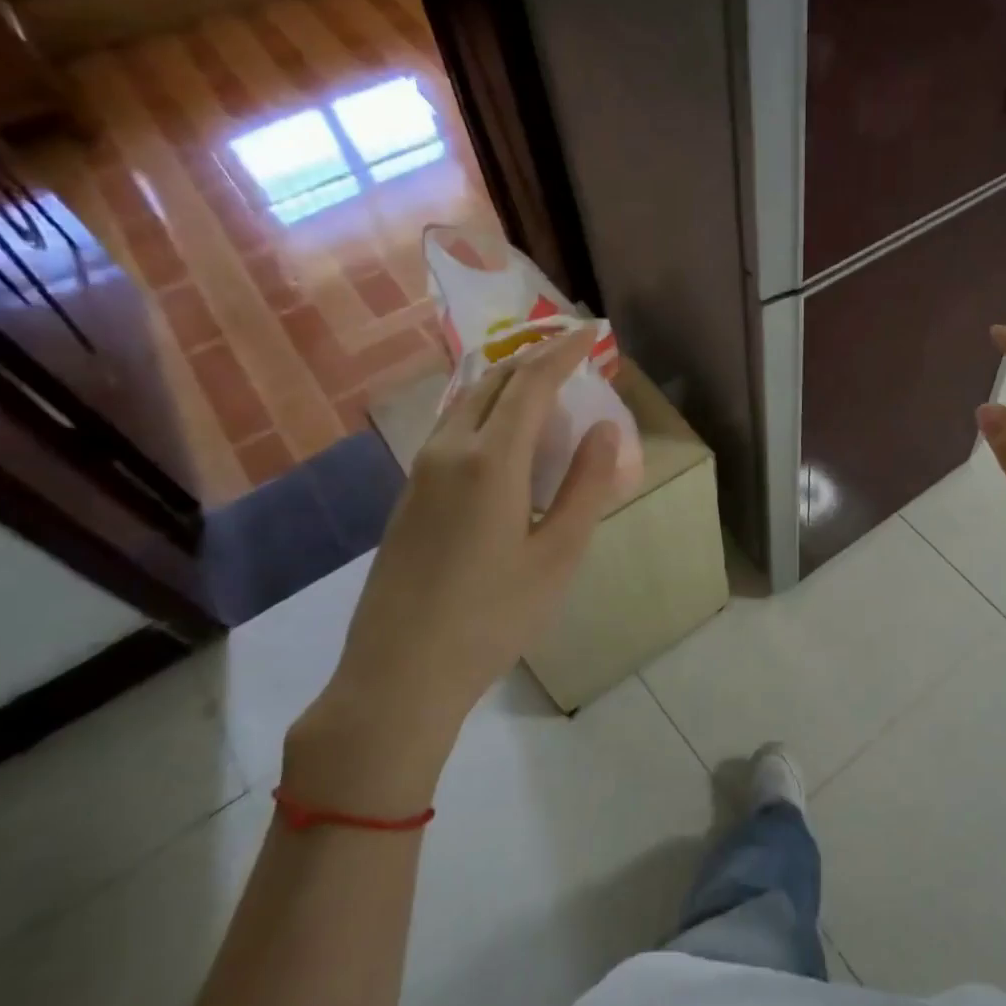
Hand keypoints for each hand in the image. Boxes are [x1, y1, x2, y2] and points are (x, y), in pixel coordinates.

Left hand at [284, 326, 620, 813]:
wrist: (399, 673)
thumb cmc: (494, 616)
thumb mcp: (558, 554)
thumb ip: (586, 486)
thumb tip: (607, 429)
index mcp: (491, 460)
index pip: (531, 383)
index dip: (564, 352)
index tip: (592, 333)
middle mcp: (449, 451)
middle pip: (493, 382)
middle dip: (535, 358)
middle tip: (573, 354)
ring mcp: (421, 472)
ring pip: (467, 403)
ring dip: (508, 384)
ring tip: (546, 389)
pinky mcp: (409, 495)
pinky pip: (453, 430)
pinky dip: (488, 413)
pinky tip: (507, 439)